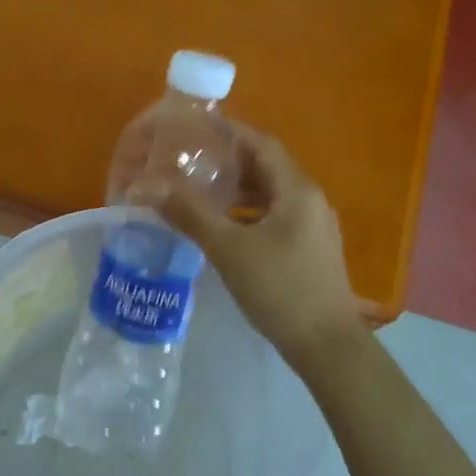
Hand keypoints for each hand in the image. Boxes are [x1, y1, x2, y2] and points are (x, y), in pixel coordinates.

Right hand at [150, 125, 364, 369]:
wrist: (326, 345)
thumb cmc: (279, 289)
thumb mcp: (229, 249)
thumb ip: (190, 214)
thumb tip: (149, 185)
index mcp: (297, 189)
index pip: (261, 143)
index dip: (229, 133)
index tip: (194, 130)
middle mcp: (310, 199)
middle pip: (267, 167)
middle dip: (229, 161)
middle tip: (190, 161)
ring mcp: (313, 226)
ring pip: (271, 195)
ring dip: (238, 190)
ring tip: (200, 191)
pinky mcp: (310, 249)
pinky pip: (276, 217)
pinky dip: (249, 213)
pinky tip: (224, 227)